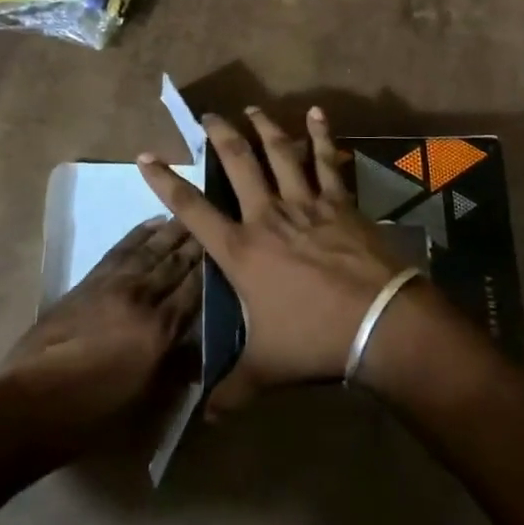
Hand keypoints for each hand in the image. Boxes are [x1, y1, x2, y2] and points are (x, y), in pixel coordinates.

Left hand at [0, 219, 201, 461]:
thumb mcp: (144, 401)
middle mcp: (141, 298)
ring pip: (151, 249)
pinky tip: (153, 223)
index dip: (214, 267)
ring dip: (173, 230)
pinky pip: (122, 249)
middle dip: (198, 242)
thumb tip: (200, 350)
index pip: (195, 289)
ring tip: (192, 214)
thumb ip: (176, 369)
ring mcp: (113, 285)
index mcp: (159, 330)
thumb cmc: (90, 414)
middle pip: (176, 263)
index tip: (232, 247)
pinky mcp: (90, 281)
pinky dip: (139, 233)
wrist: (29, 405)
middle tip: (218, 217)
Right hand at [138, 107, 408, 414]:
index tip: (146, 156)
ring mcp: (306, 203)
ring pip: (279, 153)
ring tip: (252, 108)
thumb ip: (231, 389)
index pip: (192, 210)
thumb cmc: (313, 340)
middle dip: (219, 135)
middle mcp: (267, 216)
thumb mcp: (265, 370)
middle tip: (207, 114)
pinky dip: (321, 135)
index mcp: (241, 251)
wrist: (377, 322)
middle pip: (237, 163)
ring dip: (264, 127)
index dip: (165, 182)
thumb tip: (206, 417)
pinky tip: (318, 113)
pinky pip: (326, 160)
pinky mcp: (339, 201)